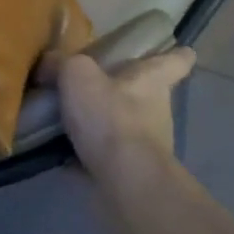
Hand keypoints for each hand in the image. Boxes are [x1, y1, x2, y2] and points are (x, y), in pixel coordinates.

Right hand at [38, 42, 195, 173]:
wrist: (124, 182)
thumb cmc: (111, 117)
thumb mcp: (77, 75)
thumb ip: (62, 63)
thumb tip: (49, 63)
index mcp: (153, 80)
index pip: (175, 62)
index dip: (178, 55)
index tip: (184, 50)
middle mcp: (157, 111)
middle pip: (149, 94)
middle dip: (129, 91)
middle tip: (100, 83)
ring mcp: (148, 147)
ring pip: (129, 127)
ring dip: (107, 124)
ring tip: (72, 118)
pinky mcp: (132, 174)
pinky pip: (108, 157)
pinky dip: (91, 154)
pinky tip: (63, 151)